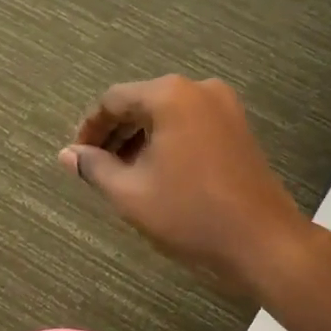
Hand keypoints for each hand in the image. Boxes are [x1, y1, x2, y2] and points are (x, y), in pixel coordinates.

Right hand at [60, 76, 313, 293]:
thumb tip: (68, 154)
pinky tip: (158, 174)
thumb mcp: (131, 193)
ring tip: (123, 176)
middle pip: (142, 103)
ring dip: (141, 140)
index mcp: (170, 96)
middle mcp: (200, 89)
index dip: (90, 128)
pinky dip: (168, 143)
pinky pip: (191, 125)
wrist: (263, 240)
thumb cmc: (191, 214)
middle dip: (116, 134)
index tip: (77, 158)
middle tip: (96, 169)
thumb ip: (95, 168)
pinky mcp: (239, 129)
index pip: (113, 100)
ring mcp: (226, 107)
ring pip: (167, 115)